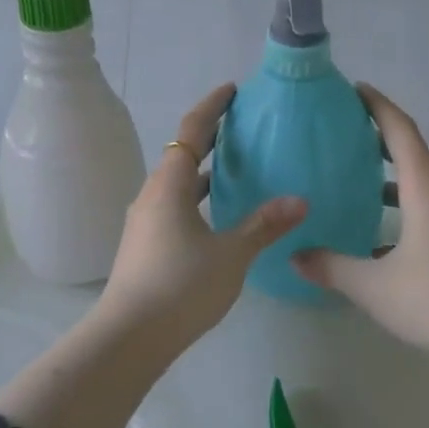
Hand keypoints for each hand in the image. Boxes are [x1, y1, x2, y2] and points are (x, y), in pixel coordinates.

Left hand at [96, 84, 305, 353]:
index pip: (192, 131)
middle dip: (211, 138)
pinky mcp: (144, 245)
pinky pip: (174, 206)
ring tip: (236, 169)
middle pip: (182, 154)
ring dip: (203, 171)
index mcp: (170, 184)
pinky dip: (196, 198)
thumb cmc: (181, 286)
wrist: (128, 337)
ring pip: (177, 184)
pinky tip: (217, 217)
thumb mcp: (230, 254)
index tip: (232, 91)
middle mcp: (152, 194)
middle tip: (242, 128)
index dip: (212, 107)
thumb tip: (300, 200)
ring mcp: (144, 221)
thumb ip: (264, 225)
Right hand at [293, 86, 428, 370]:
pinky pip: (426, 204)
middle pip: (411, 150)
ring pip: (419, 179)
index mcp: (425, 190)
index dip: (377, 105)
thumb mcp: (373, 286)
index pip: (400, 131)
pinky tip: (375, 230)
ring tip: (352, 173)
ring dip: (389, 171)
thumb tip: (295, 255)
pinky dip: (399, 201)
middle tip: (342, 129)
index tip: (353, 89)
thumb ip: (331, 267)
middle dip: (378, 134)